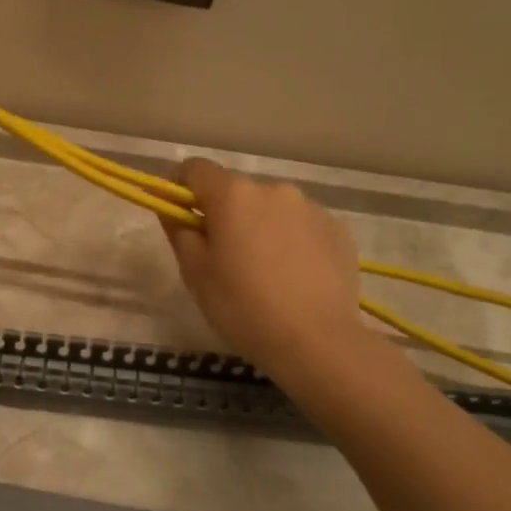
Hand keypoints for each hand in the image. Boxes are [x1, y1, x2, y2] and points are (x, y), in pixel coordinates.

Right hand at [163, 159, 364, 374]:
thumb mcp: (195, 272)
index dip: (180, 186)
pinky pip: (302, 227)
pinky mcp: (338, 230)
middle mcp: (274, 189)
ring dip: (260, 226)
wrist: (317, 342)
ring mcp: (311, 208)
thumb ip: (179, 231)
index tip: (178, 213)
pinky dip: (291, 242)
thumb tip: (172, 209)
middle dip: (224, 213)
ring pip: (271, 209)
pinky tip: (293, 277)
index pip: (196, 169)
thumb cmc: (242, 306)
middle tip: (221, 255)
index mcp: (233, 195)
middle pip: (236, 191)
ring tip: (263, 270)